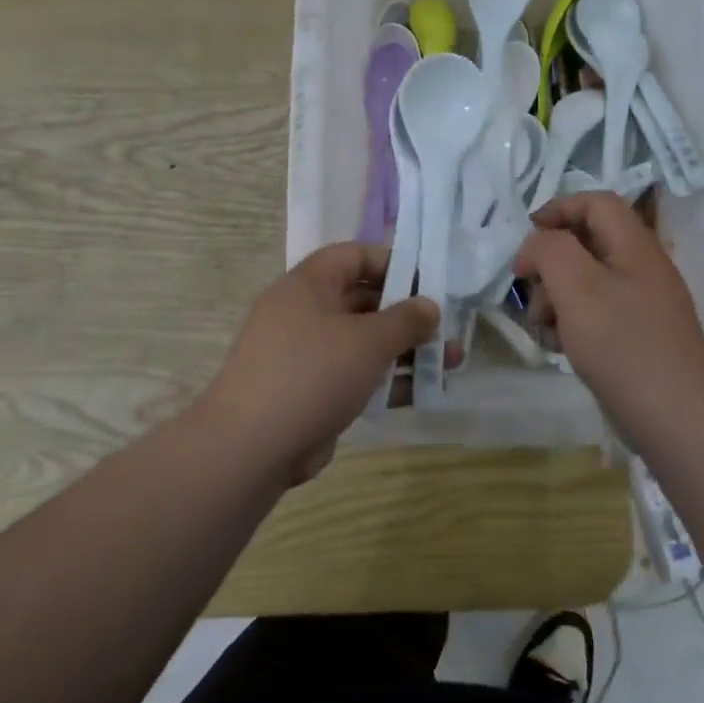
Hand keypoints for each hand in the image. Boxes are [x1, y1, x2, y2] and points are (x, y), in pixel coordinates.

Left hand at [201, 242, 437, 480]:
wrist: (252, 446)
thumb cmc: (313, 373)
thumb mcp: (368, 340)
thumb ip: (405, 319)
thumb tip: (429, 306)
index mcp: (309, 285)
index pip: (353, 256)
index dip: (392, 262)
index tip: (427, 281)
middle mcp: (305, 313)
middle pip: (363, 301)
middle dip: (408, 314)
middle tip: (446, 326)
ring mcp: (307, 355)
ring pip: (364, 342)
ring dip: (406, 350)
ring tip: (451, 361)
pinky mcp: (312, 391)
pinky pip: (356, 375)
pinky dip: (388, 379)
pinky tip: (426, 389)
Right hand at [514, 193, 703, 445]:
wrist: (675, 416)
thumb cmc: (622, 344)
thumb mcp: (577, 286)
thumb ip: (551, 250)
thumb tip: (537, 245)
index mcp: (635, 245)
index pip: (596, 203)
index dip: (558, 208)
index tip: (526, 236)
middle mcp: (642, 267)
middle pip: (587, 243)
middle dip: (550, 263)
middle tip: (530, 291)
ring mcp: (642, 304)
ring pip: (587, 281)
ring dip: (556, 296)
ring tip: (542, 327)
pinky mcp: (637, 336)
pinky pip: (597, 313)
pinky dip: (572, 322)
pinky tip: (561, 347)